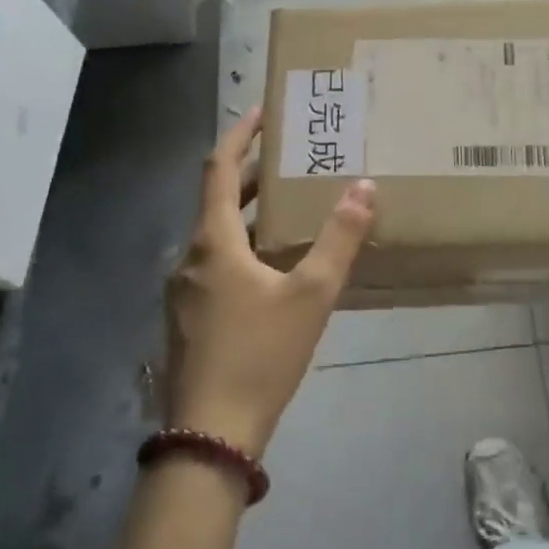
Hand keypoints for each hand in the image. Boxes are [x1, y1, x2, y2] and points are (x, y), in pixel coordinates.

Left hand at [165, 108, 376, 456]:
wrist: (210, 437)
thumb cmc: (260, 355)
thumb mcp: (311, 295)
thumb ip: (340, 239)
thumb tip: (364, 187)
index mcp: (213, 241)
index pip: (218, 168)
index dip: (239, 135)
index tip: (262, 112)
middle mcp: (190, 257)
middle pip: (216, 199)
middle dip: (250, 174)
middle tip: (289, 157)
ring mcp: (184, 290)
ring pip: (216, 234)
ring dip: (247, 213)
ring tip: (288, 205)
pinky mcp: (188, 318)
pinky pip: (215, 263)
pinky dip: (241, 246)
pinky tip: (272, 266)